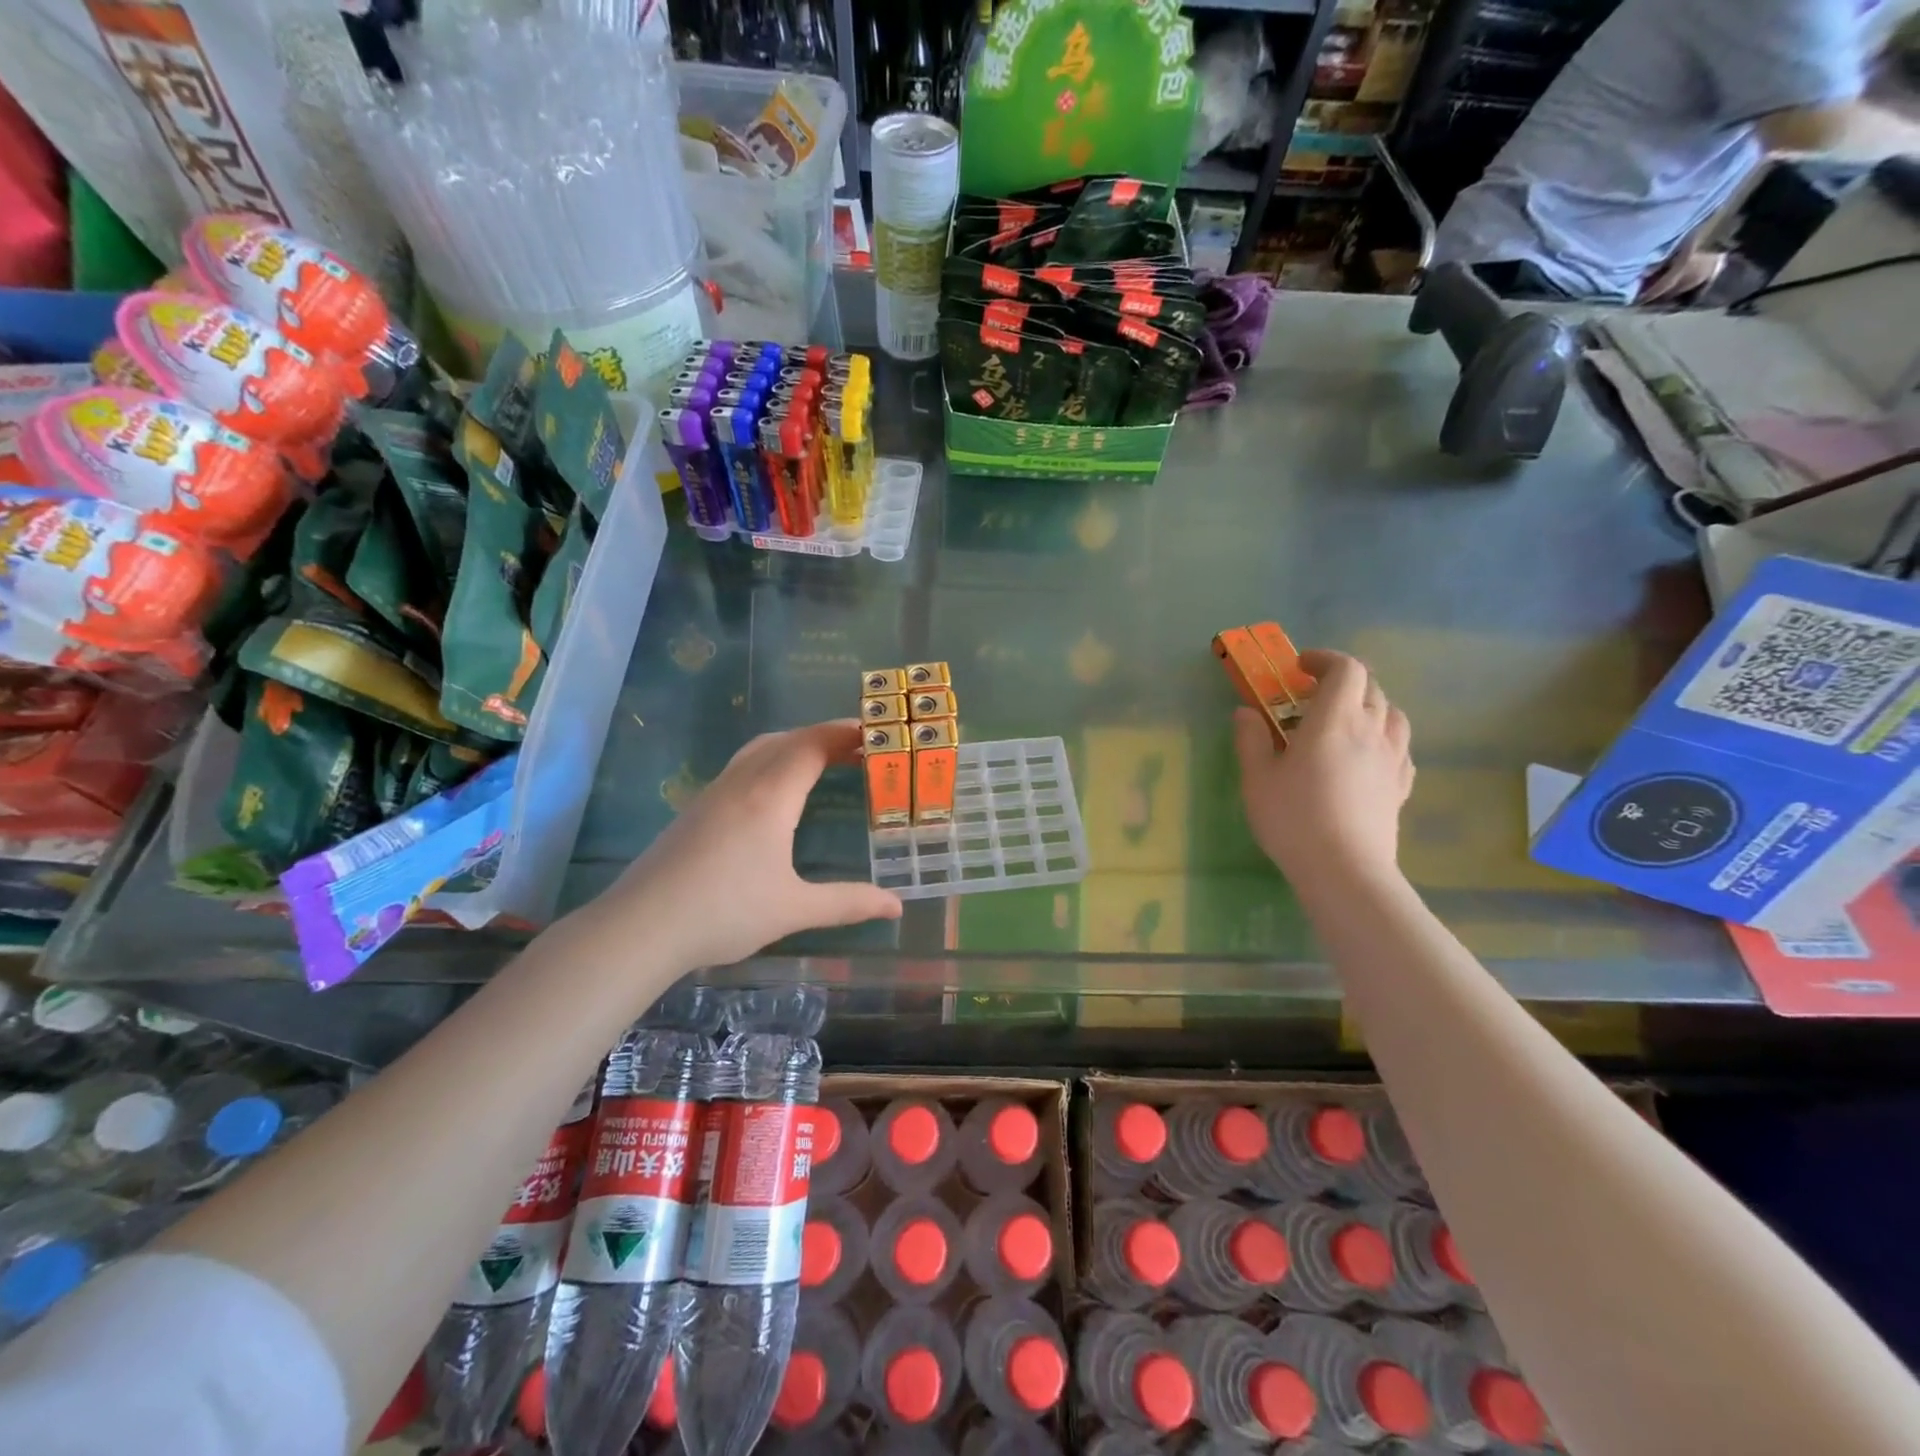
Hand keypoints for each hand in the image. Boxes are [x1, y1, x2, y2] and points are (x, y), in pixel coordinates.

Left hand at [577, 721, 901, 970]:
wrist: (640, 927)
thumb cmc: (724, 913)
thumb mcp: (794, 910)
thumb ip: (848, 903)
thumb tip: (897, 907)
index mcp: (769, 797)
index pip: (812, 745)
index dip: (844, 733)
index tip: (875, 731)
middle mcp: (741, 783)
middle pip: (786, 740)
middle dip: (824, 736)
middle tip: (859, 748)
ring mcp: (712, 794)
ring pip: (758, 750)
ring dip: (794, 745)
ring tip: (821, 762)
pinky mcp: (694, 810)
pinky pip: (741, 767)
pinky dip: (771, 762)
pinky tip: (774, 794)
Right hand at [1234, 649, 1414, 883]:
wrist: (1344, 869)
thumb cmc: (1293, 817)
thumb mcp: (1257, 777)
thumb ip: (1251, 738)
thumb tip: (1246, 712)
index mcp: (1334, 719)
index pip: (1346, 669)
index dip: (1325, 660)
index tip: (1300, 668)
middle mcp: (1370, 729)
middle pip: (1371, 686)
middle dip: (1343, 680)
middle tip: (1313, 695)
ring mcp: (1392, 758)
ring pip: (1392, 713)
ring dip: (1369, 705)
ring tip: (1344, 721)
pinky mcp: (1401, 785)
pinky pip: (1400, 746)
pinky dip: (1383, 737)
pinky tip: (1366, 754)